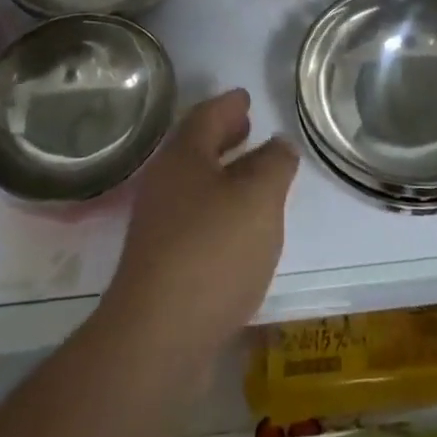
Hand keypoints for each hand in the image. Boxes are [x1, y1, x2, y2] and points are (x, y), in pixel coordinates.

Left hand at [104, 89, 298, 370]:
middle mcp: (165, 184)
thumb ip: (274, 164)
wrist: (158, 339)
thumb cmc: (212, 251)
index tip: (245, 97)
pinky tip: (240, 229)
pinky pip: (196, 220)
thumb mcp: (259, 198)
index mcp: (184, 156)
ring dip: (223, 175)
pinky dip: (219, 211)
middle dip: (223, 136)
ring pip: (196, 186)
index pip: (206, 115)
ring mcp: (159, 226)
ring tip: (253, 177)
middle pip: (196, 148)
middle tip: (248, 126)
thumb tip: (279, 145)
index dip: (229, 104)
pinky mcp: (162, 265)